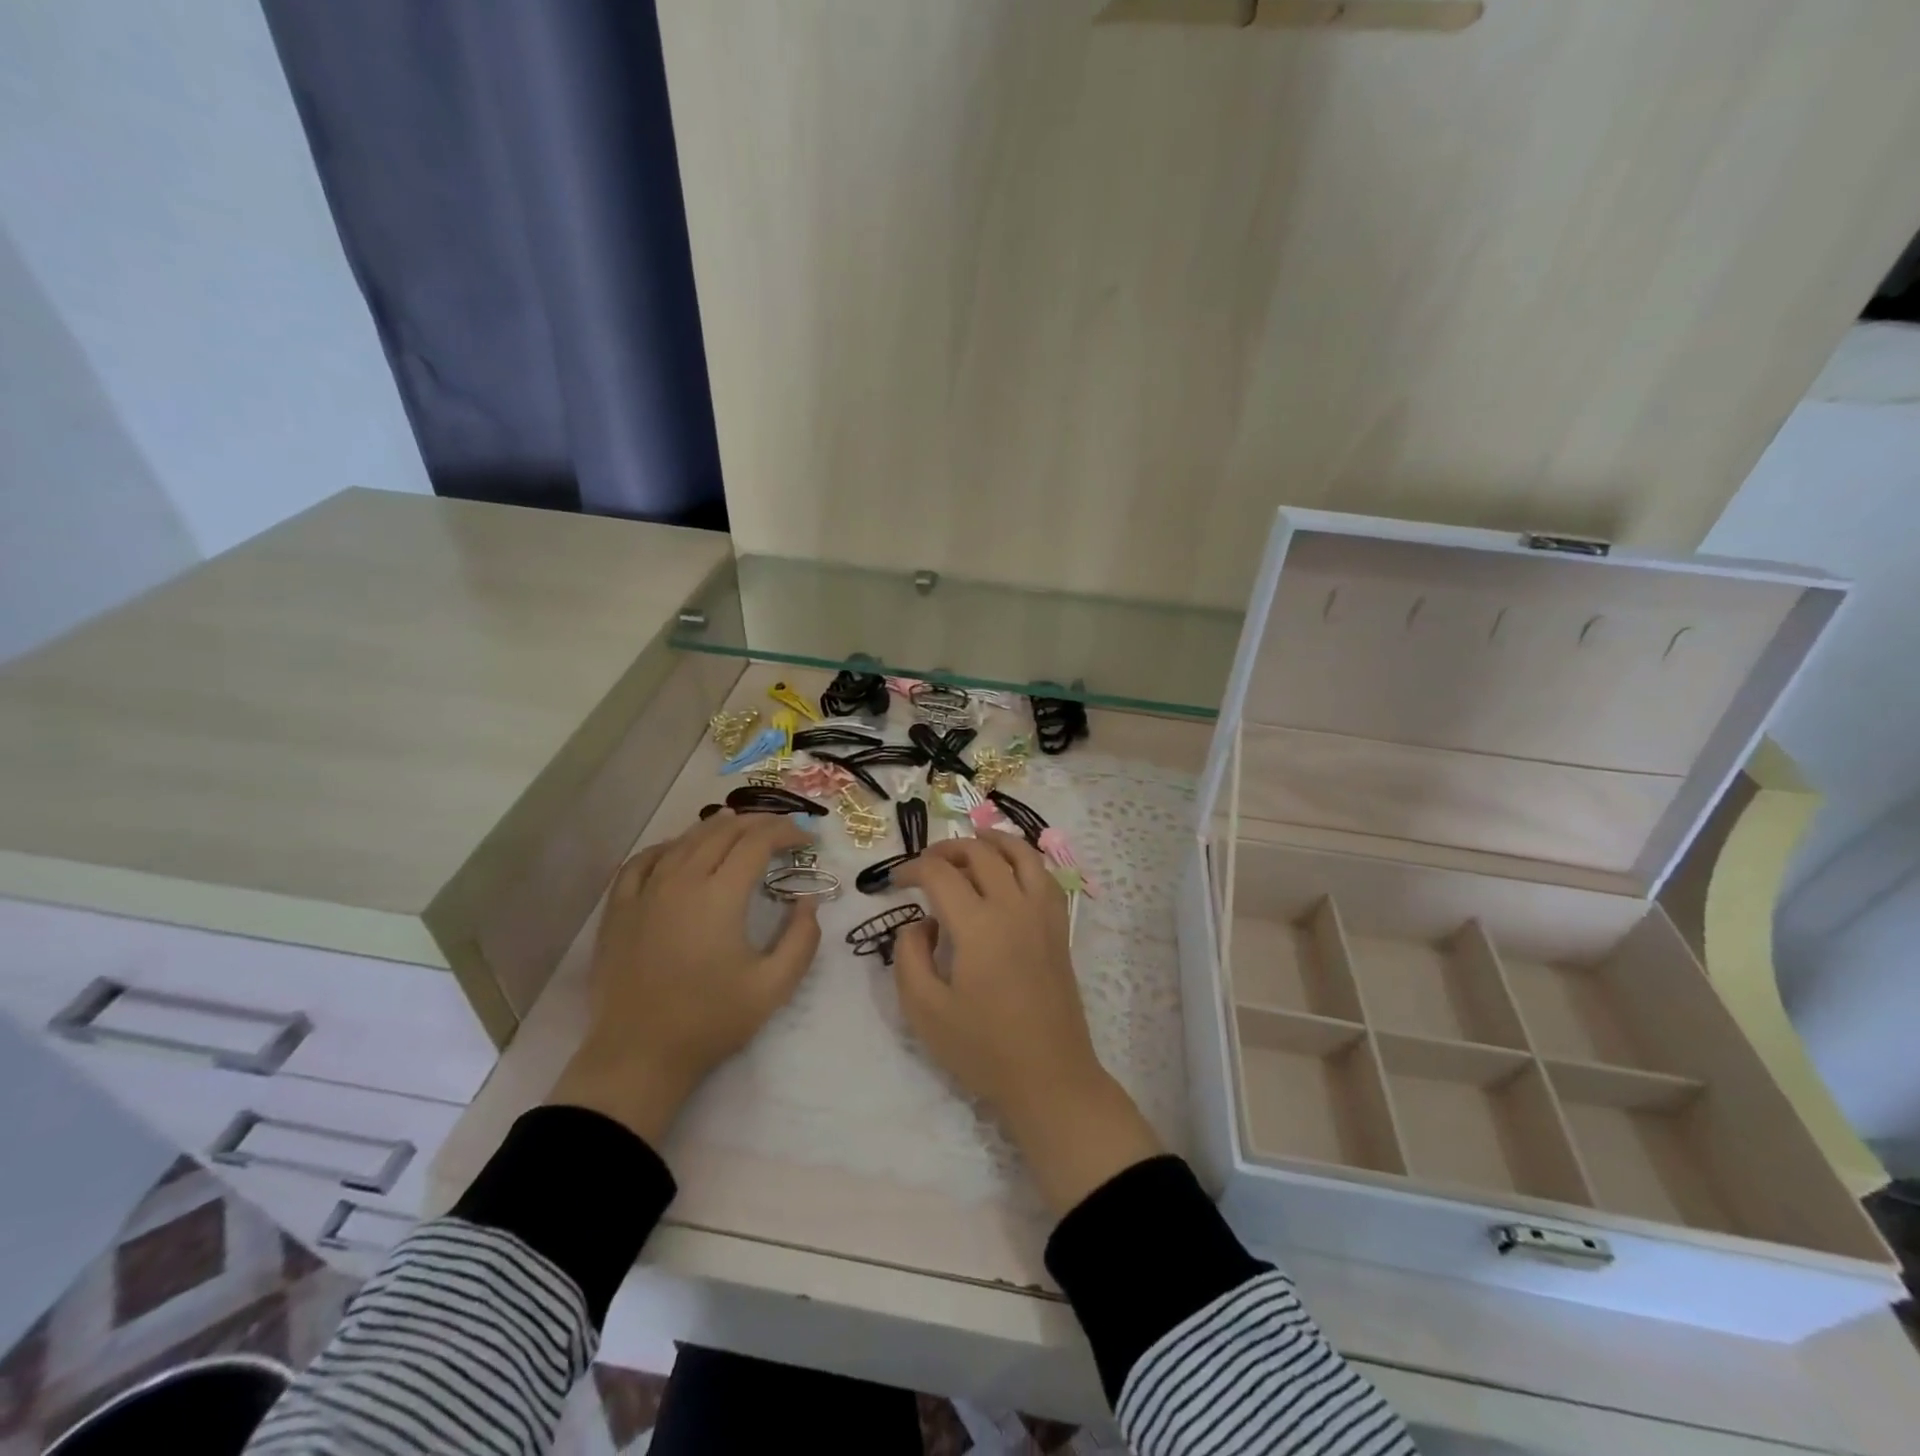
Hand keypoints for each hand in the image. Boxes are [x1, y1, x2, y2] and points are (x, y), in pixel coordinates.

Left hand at [549, 811, 821, 1144]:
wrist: (639, 1056)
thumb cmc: (711, 1021)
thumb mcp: (774, 986)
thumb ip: (802, 939)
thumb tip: (809, 901)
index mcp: (720, 896)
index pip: (758, 842)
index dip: (787, 833)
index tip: (808, 841)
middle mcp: (681, 881)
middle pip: (722, 832)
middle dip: (758, 823)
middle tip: (781, 831)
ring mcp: (645, 892)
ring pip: (684, 840)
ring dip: (717, 828)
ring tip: (738, 826)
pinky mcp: (619, 909)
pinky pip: (643, 861)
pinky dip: (668, 846)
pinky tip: (678, 849)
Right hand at [893, 834, 1160, 1214]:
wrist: (1049, 1077)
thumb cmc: (982, 1049)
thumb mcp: (924, 1010)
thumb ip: (909, 956)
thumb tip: (920, 923)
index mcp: (978, 926)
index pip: (940, 873)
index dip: (911, 869)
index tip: (894, 881)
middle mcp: (1013, 907)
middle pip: (980, 853)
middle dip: (946, 849)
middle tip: (924, 864)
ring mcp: (1043, 914)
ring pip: (1020, 853)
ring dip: (991, 841)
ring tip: (971, 842)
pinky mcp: (1059, 928)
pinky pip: (1044, 874)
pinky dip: (1023, 859)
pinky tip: (1010, 869)